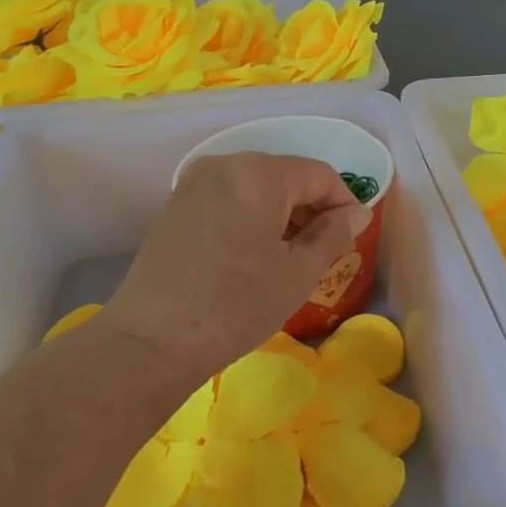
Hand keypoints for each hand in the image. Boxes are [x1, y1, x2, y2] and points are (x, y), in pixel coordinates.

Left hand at [99, 151, 371, 378]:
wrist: (149, 342)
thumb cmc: (235, 305)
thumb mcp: (297, 273)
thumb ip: (333, 235)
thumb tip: (355, 214)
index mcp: (259, 173)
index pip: (319, 174)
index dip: (343, 203)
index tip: (353, 237)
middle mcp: (226, 164)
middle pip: (286, 176)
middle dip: (312, 209)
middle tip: (325, 251)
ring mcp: (196, 182)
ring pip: (258, 187)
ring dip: (283, 214)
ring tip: (292, 257)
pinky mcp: (178, 205)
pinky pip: (231, 198)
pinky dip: (253, 217)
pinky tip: (256, 255)